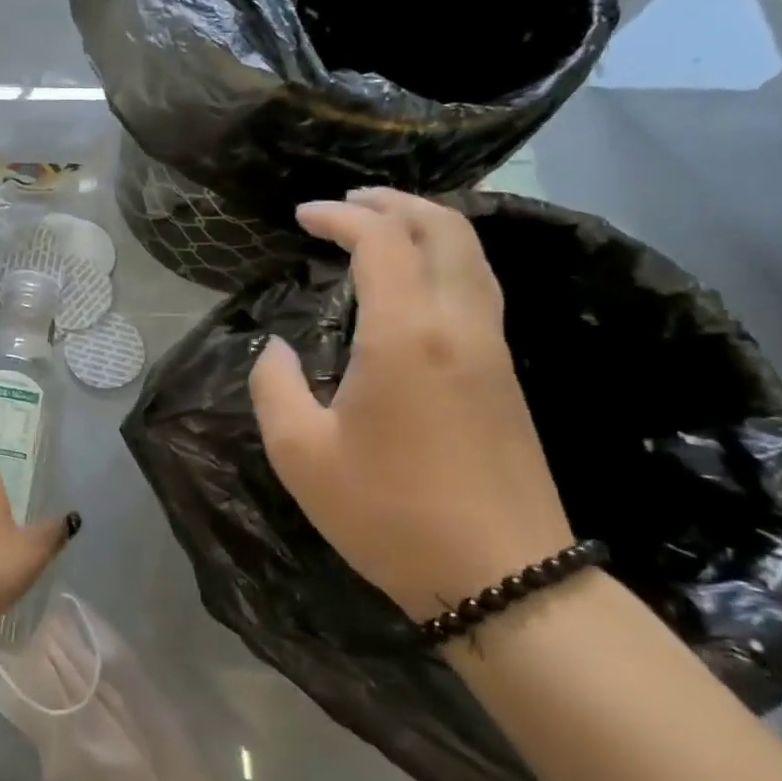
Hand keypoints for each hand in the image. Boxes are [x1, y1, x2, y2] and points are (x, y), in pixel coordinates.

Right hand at [248, 189, 575, 619]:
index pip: (381, 242)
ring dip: (427, 224)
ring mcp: (493, 347)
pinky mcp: (506, 374)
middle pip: (443, 228)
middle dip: (393, 202)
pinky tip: (415, 280)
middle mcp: (459, 324)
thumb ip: (275, 386)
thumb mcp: (300, 454)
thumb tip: (276, 349)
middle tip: (348, 203)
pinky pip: (479, 286)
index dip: (340, 217)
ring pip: (472, 254)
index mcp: (406, 335)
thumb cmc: (389, 513)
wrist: (502, 578)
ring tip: (382, 225)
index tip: (302, 216)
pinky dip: (445, 258)